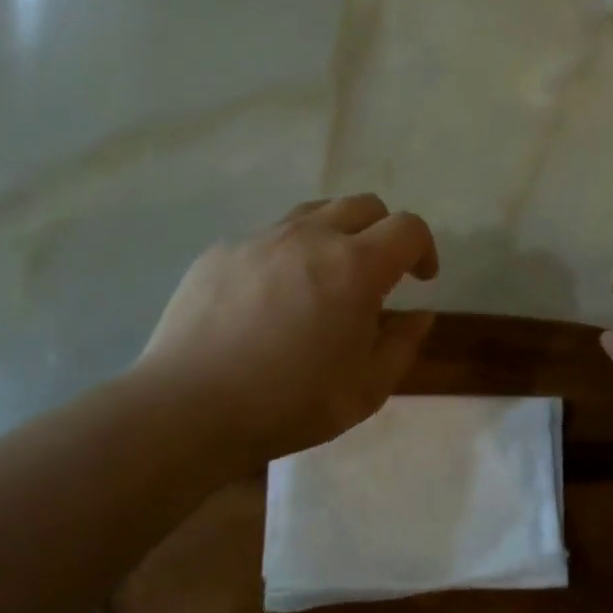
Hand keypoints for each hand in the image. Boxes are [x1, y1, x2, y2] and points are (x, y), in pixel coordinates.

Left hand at [130, 195, 439, 475]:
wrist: (188, 407)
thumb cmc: (289, 402)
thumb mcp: (366, 390)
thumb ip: (403, 345)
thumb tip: (420, 314)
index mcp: (355, 266)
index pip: (408, 227)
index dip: (424, 247)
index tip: (421, 279)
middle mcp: (311, 236)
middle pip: (364, 205)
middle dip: (384, 232)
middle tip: (378, 274)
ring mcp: (262, 238)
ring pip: (315, 212)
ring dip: (336, 234)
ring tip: (326, 276)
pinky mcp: (223, 250)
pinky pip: (269, 236)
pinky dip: (288, 254)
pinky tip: (271, 298)